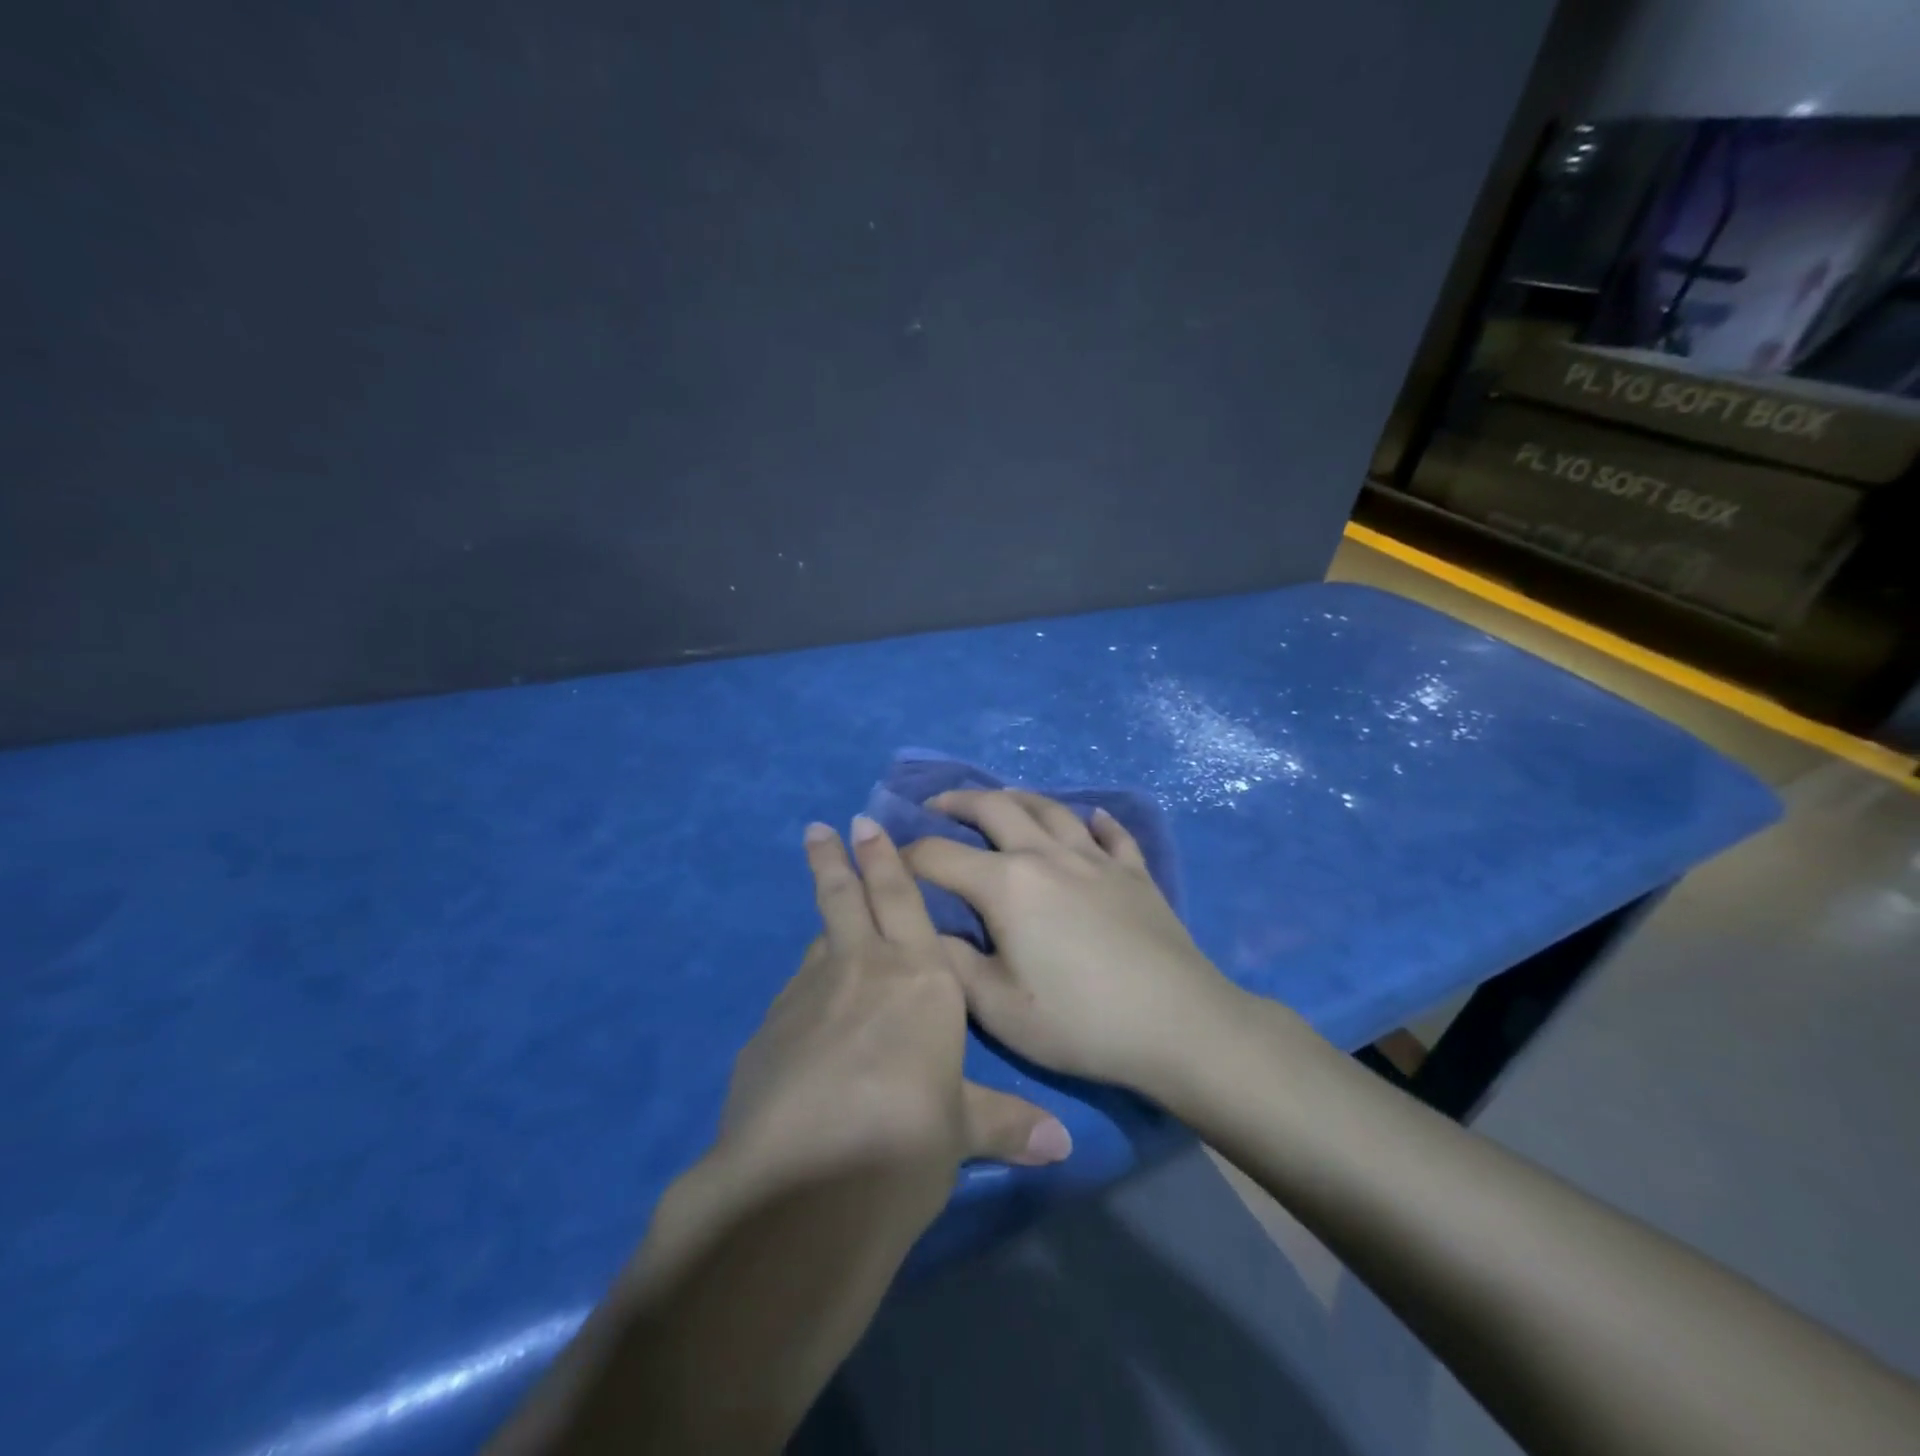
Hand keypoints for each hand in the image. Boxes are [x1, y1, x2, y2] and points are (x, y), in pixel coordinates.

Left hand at [714, 816, 1071, 1196]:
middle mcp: (860, 969)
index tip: (862, 823)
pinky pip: (795, 996)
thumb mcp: (961, 1131)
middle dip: (834, 859)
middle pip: (843, 898)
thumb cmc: (905, 1140)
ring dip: (825, 927)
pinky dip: (807, 991)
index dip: (883, 859)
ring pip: (819, 944)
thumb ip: (1006, 1124)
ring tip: (829, 925)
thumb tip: (1061, 1145)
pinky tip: (809, 1020)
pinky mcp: (767, 1033)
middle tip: (819, 828)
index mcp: (919, 977)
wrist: (802, 1187)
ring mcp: (806, 996)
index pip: (900, 899)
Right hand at [902, 790, 1239, 1093]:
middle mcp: (1047, 855)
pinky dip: (1097, 821)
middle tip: (937, 806)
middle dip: (958, 802)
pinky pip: (1113, 834)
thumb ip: (952, 965)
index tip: (888, 859)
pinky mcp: (1135, 873)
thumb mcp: (998, 1008)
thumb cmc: (1079, 1021)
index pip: (940, 855)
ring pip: (1051, 809)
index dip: (907, 854)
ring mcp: (1096, 859)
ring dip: (1018, 798)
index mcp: (1007, 885)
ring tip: (1002, 801)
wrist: (1177, 1024)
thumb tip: (923, 932)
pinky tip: (1093, 818)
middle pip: (996, 808)